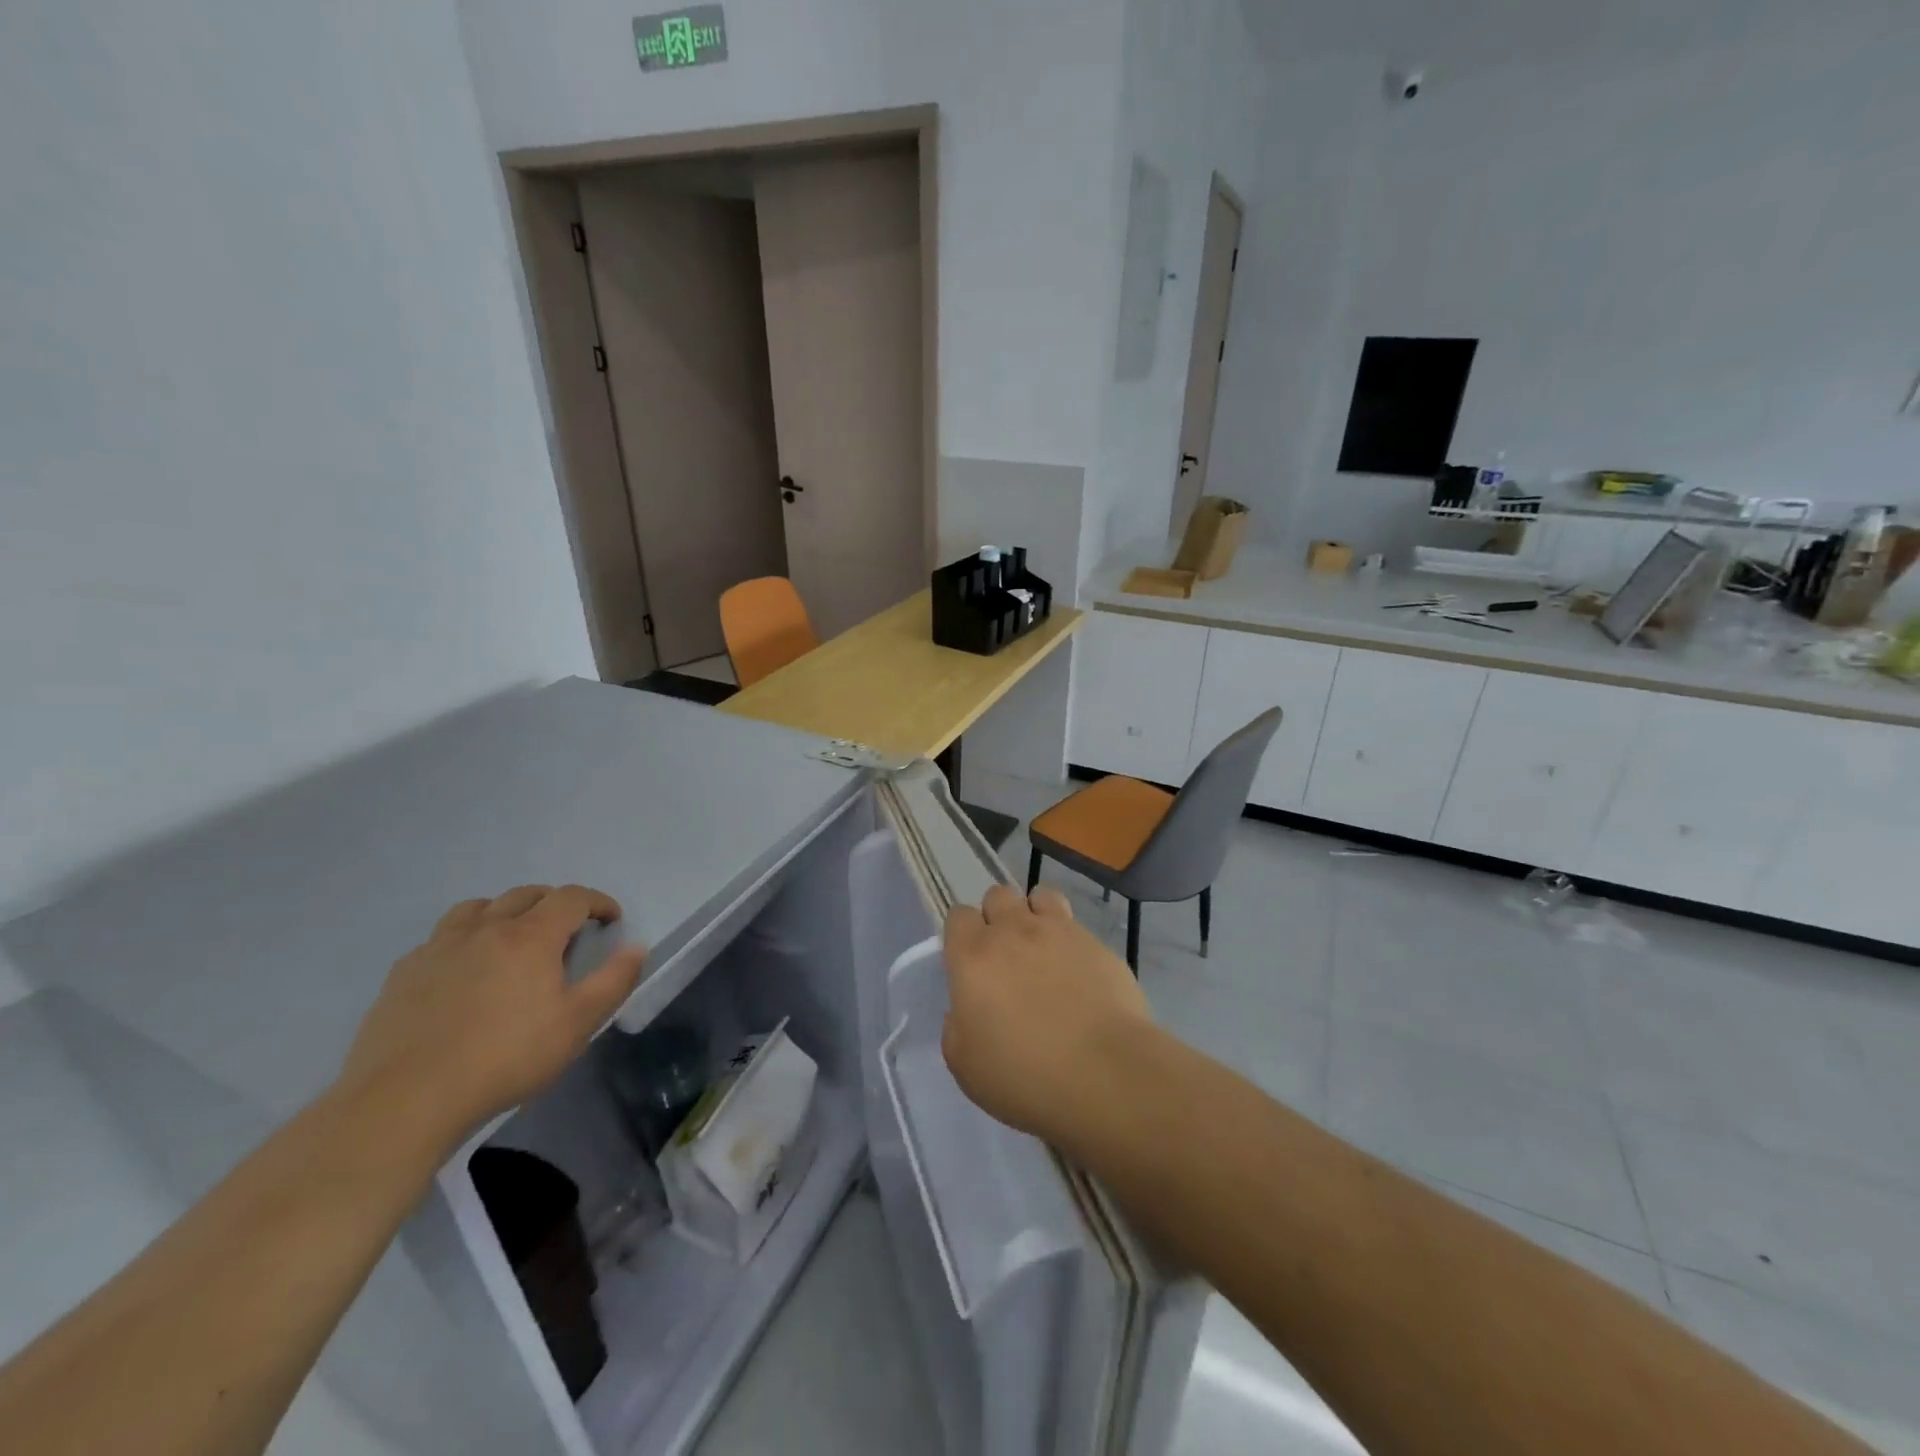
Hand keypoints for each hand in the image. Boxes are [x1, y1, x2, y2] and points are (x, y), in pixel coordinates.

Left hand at [338, 885, 644, 1145]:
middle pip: (526, 894)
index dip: (597, 902)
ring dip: (505, 912)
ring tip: (513, 939)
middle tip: (568, 930)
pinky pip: (441, 937)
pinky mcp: (404, 972)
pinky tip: (464, 970)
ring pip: (478, 907)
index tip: (610, 920)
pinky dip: (464, 939)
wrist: (405, 1100)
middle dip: (555, 903)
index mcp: (531, 936)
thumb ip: (613, 981)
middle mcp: (486, 928)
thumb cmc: (505, 1058)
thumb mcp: (578, 1024)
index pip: (572, 897)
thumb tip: (636, 947)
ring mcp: (439, 947)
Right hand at [942, 884, 1154, 1153]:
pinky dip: (1071, 940)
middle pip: (998, 895)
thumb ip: (957, 1028)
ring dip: (1035, 915)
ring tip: (1043, 949)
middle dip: (998, 916)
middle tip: (1006, 956)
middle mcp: (1013, 931)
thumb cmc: (1024, 1077)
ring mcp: (1059, 932)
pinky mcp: (1097, 943)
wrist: (1104, 1074)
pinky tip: (1079, 973)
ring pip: (1040, 896)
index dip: (963, 935)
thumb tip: (966, 1010)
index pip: (958, 916)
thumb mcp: (966, 1067)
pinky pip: (1076, 926)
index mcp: (973, 956)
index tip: (970, 963)